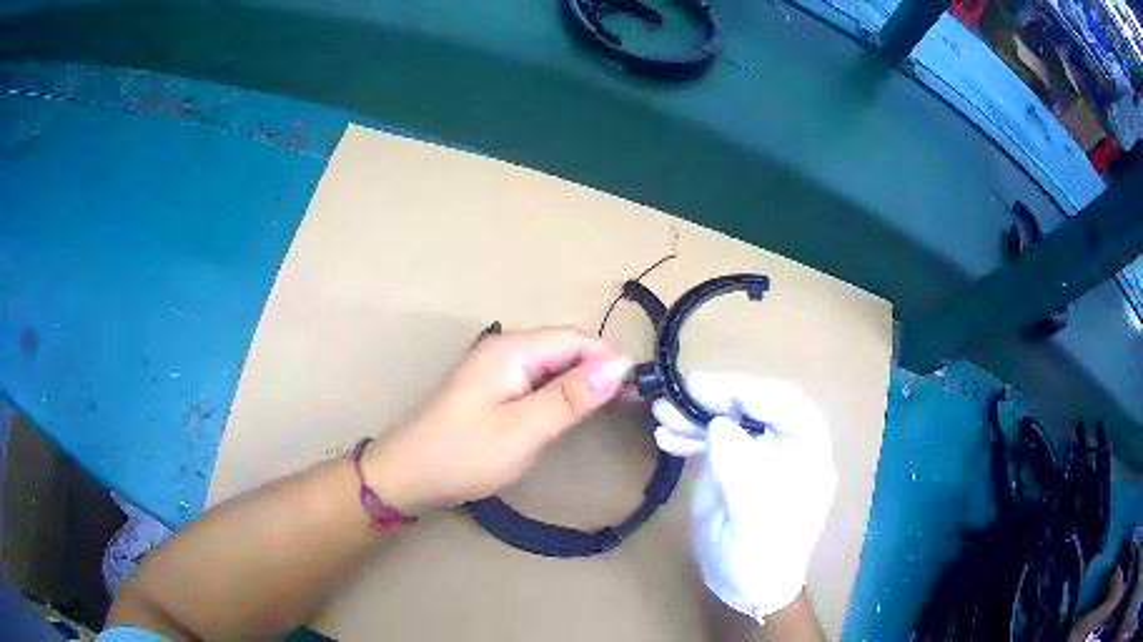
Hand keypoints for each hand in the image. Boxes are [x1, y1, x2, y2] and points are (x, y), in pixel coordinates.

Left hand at [366, 326, 630, 513]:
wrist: (408, 476)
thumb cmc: (464, 454)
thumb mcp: (523, 429)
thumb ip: (570, 396)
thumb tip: (619, 364)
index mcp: (512, 350)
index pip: (575, 339)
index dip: (609, 359)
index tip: (641, 388)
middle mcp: (504, 350)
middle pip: (564, 348)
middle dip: (599, 370)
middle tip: (632, 402)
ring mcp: (496, 369)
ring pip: (552, 366)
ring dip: (582, 382)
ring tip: (612, 407)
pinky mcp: (492, 390)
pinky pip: (537, 381)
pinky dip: (561, 393)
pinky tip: (574, 411)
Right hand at [653, 373, 835, 622]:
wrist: (745, 588)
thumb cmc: (761, 558)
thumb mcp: (754, 520)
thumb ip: (741, 471)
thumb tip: (719, 426)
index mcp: (806, 457)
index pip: (789, 409)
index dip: (754, 393)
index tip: (714, 389)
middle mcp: (784, 448)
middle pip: (757, 408)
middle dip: (720, 397)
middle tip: (683, 390)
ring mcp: (757, 456)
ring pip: (731, 421)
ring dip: (697, 414)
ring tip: (662, 410)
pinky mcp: (733, 467)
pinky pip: (713, 442)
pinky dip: (689, 436)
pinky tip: (665, 437)